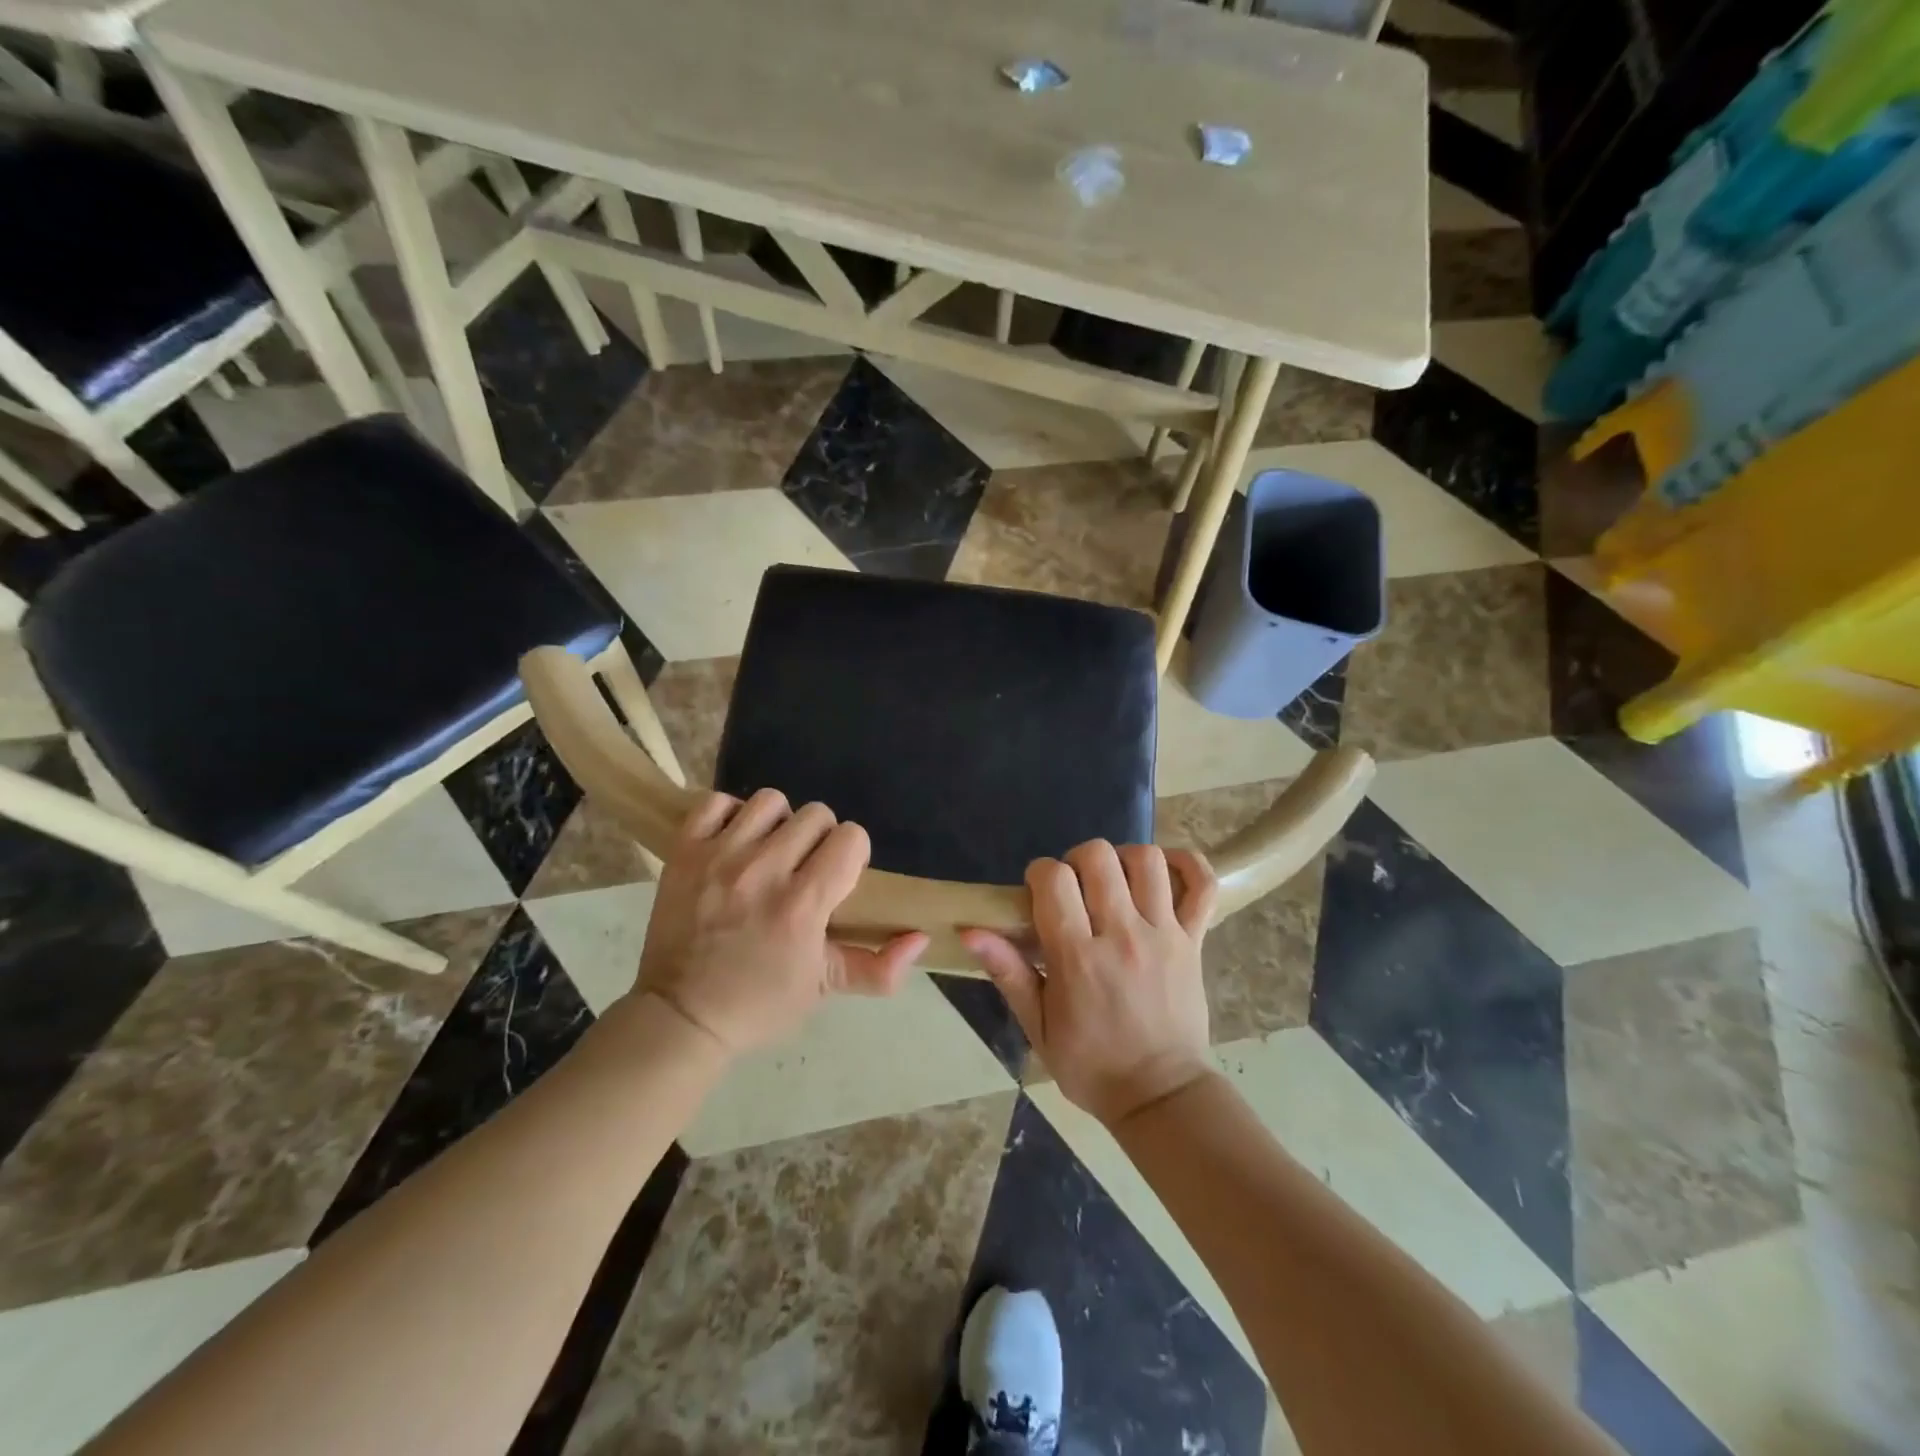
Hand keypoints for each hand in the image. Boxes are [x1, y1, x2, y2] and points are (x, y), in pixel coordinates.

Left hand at [633, 788, 927, 1054]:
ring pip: (770, 802)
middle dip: (819, 839)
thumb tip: (920, 938)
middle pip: (816, 814)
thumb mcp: (825, 989)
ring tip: (768, 854)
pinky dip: (729, 817)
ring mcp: (719, 857)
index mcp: (802, 905)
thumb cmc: (759, 1004)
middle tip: (804, 869)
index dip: (852, 855)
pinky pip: (716, 803)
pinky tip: (733, 844)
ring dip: (777, 824)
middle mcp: (763, 871)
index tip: (837, 878)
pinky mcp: (684, 852)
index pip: (851, 838)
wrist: (680, 1017)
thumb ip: (879, 967)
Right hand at [963, 841, 1217, 1127]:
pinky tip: (1165, 873)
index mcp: (1077, 957)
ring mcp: (1164, 934)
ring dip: (1123, 860)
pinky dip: (1187, 865)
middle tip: (1074, 888)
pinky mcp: (1194, 940)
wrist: (1160, 1096)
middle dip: (1076, 860)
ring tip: (1114, 883)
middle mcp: (1122, 935)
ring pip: (1147, 860)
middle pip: (1098, 857)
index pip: (1054, 879)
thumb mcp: (1037, 1027)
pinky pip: (1201, 884)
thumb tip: (971, 930)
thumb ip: (1008, 973)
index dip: (1039, 873)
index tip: (1038, 893)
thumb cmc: (1090, 1065)